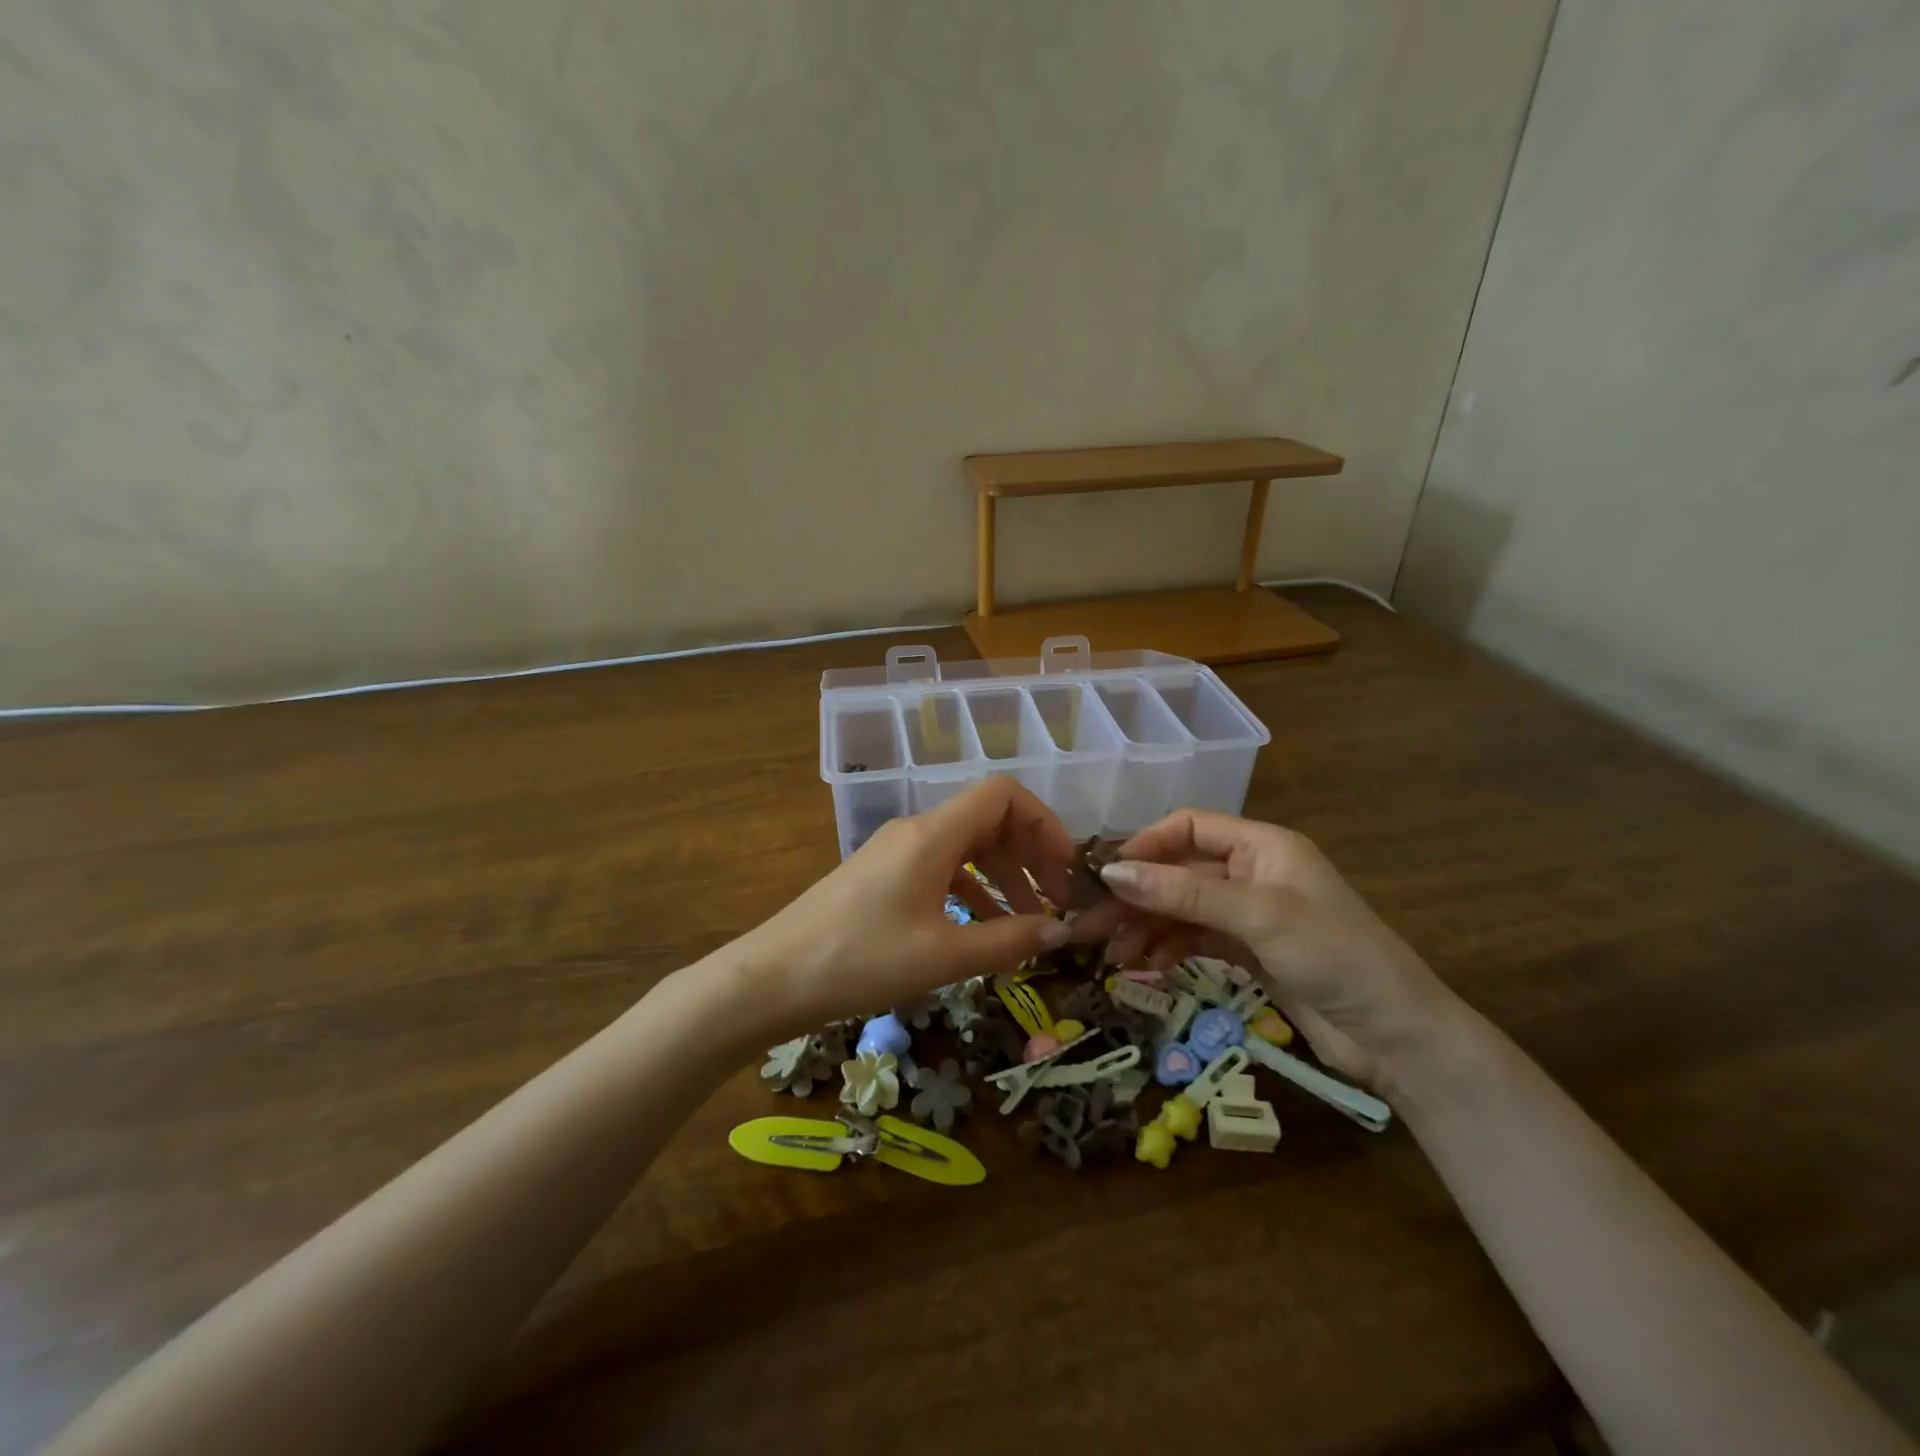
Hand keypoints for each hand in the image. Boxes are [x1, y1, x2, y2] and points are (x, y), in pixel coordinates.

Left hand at [733, 777, 1091, 1038]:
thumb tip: (1060, 931)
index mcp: (933, 835)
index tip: (1066, 869)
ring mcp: (895, 853)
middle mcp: (916, 831)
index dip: (1045, 823)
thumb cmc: (860, 961)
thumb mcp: (942, 957)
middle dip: (1029, 854)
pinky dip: (971, 891)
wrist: (771, 979)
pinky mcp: (881, 877)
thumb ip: (1008, 941)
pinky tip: (983, 929)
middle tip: (1055, 902)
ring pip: (965, 847)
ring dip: (1002, 876)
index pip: (1003, 795)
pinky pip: (940, 869)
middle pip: (988, 819)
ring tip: (1029, 922)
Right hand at [1081, 810, 1457, 1088]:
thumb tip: (1112, 874)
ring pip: (1181, 909)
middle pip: (1178, 873)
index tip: (1105, 876)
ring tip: (1113, 957)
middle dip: (1136, 897)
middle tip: (1089, 926)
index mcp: (1262, 845)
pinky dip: (1169, 950)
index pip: (1189, 827)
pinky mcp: (1248, 952)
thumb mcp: (1258, 917)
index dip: (1145, 846)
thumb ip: (1184, 894)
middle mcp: (1252, 872)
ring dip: (1146, 928)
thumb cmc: (1334, 956)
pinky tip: (1147, 969)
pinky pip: (1195, 939)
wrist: (1397, 1037)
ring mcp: (1249, 914)